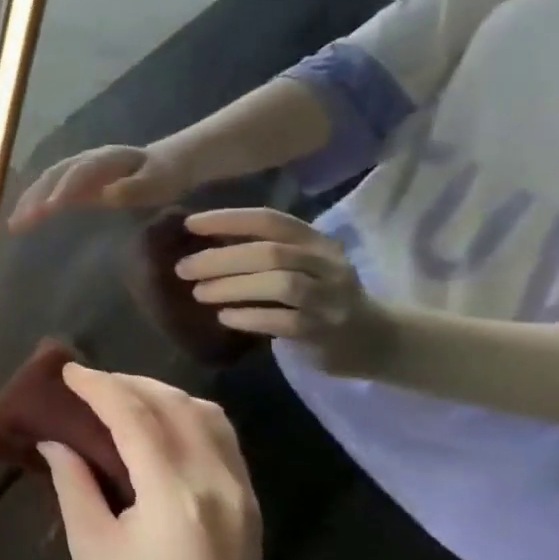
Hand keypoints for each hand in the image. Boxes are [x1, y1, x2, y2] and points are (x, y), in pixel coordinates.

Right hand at [8, 144, 187, 228]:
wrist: (167, 163)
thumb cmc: (164, 175)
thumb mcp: (158, 181)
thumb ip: (135, 187)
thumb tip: (108, 194)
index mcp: (105, 159)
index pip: (79, 171)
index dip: (64, 187)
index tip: (51, 208)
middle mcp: (84, 161)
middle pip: (54, 175)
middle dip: (36, 197)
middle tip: (21, 221)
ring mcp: (76, 171)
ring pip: (46, 182)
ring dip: (28, 202)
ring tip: (14, 224)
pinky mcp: (73, 183)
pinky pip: (48, 190)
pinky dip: (32, 204)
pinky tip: (21, 221)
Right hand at [36, 367, 266, 559]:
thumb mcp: (91, 547)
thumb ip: (73, 483)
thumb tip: (55, 441)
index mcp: (172, 494)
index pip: (134, 416)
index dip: (98, 386)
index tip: (67, 371)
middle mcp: (214, 480)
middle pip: (172, 403)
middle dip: (126, 382)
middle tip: (87, 383)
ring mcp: (240, 490)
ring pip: (204, 413)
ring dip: (160, 393)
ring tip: (122, 396)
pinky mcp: (249, 501)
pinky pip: (221, 436)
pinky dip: (186, 414)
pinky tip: (159, 424)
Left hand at [180, 208, 392, 375]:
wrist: (375, 340)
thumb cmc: (318, 295)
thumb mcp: (298, 264)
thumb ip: (258, 250)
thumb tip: (197, 239)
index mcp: (316, 242)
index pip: (270, 220)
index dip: (228, 219)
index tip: (189, 224)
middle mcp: (328, 265)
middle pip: (271, 253)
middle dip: (220, 259)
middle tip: (183, 269)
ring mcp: (331, 299)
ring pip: (281, 285)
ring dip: (232, 287)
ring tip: (200, 293)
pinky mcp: (326, 332)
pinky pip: (284, 322)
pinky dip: (249, 317)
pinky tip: (225, 317)